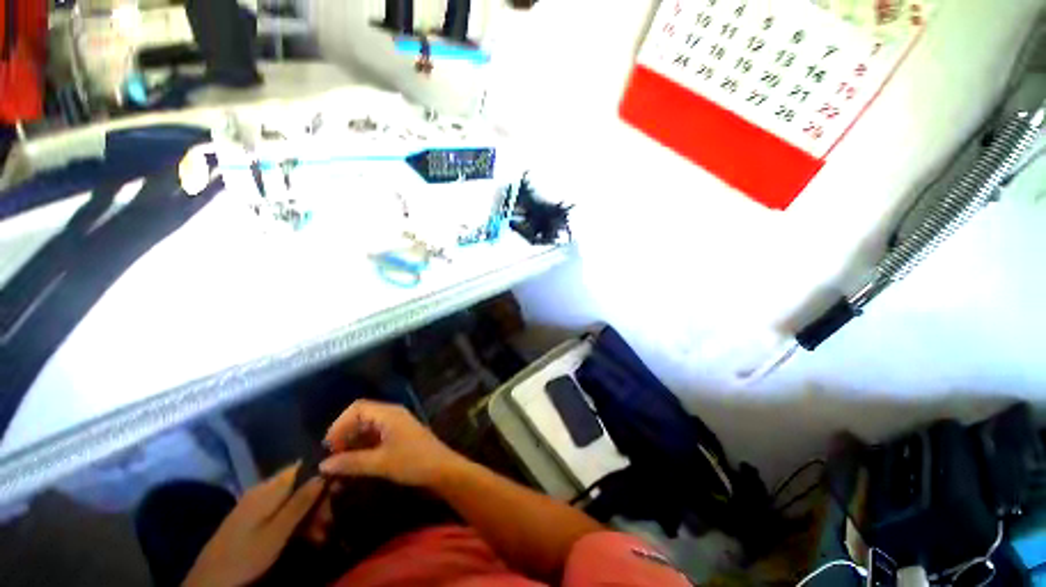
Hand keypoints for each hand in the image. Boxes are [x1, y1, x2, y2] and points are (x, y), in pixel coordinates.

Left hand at [183, 465, 323, 586]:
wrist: (209, 582)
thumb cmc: (245, 556)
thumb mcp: (277, 533)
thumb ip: (301, 502)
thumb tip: (326, 470)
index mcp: (269, 488)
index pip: (303, 466)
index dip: (323, 473)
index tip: (337, 490)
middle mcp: (263, 489)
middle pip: (300, 483)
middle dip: (318, 499)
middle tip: (327, 522)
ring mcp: (256, 503)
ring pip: (293, 497)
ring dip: (309, 513)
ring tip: (319, 534)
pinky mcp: (252, 517)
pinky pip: (282, 509)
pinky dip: (296, 519)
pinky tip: (303, 535)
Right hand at [320, 399, 466, 487]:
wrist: (442, 468)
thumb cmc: (412, 461)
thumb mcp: (380, 463)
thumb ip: (351, 462)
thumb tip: (323, 465)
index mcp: (389, 414)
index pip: (357, 408)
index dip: (340, 424)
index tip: (328, 446)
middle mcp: (392, 414)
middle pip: (362, 416)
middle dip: (345, 433)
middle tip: (333, 457)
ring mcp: (397, 424)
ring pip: (368, 426)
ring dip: (353, 441)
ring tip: (342, 462)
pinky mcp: (399, 435)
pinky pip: (376, 434)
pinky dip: (364, 445)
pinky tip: (357, 461)